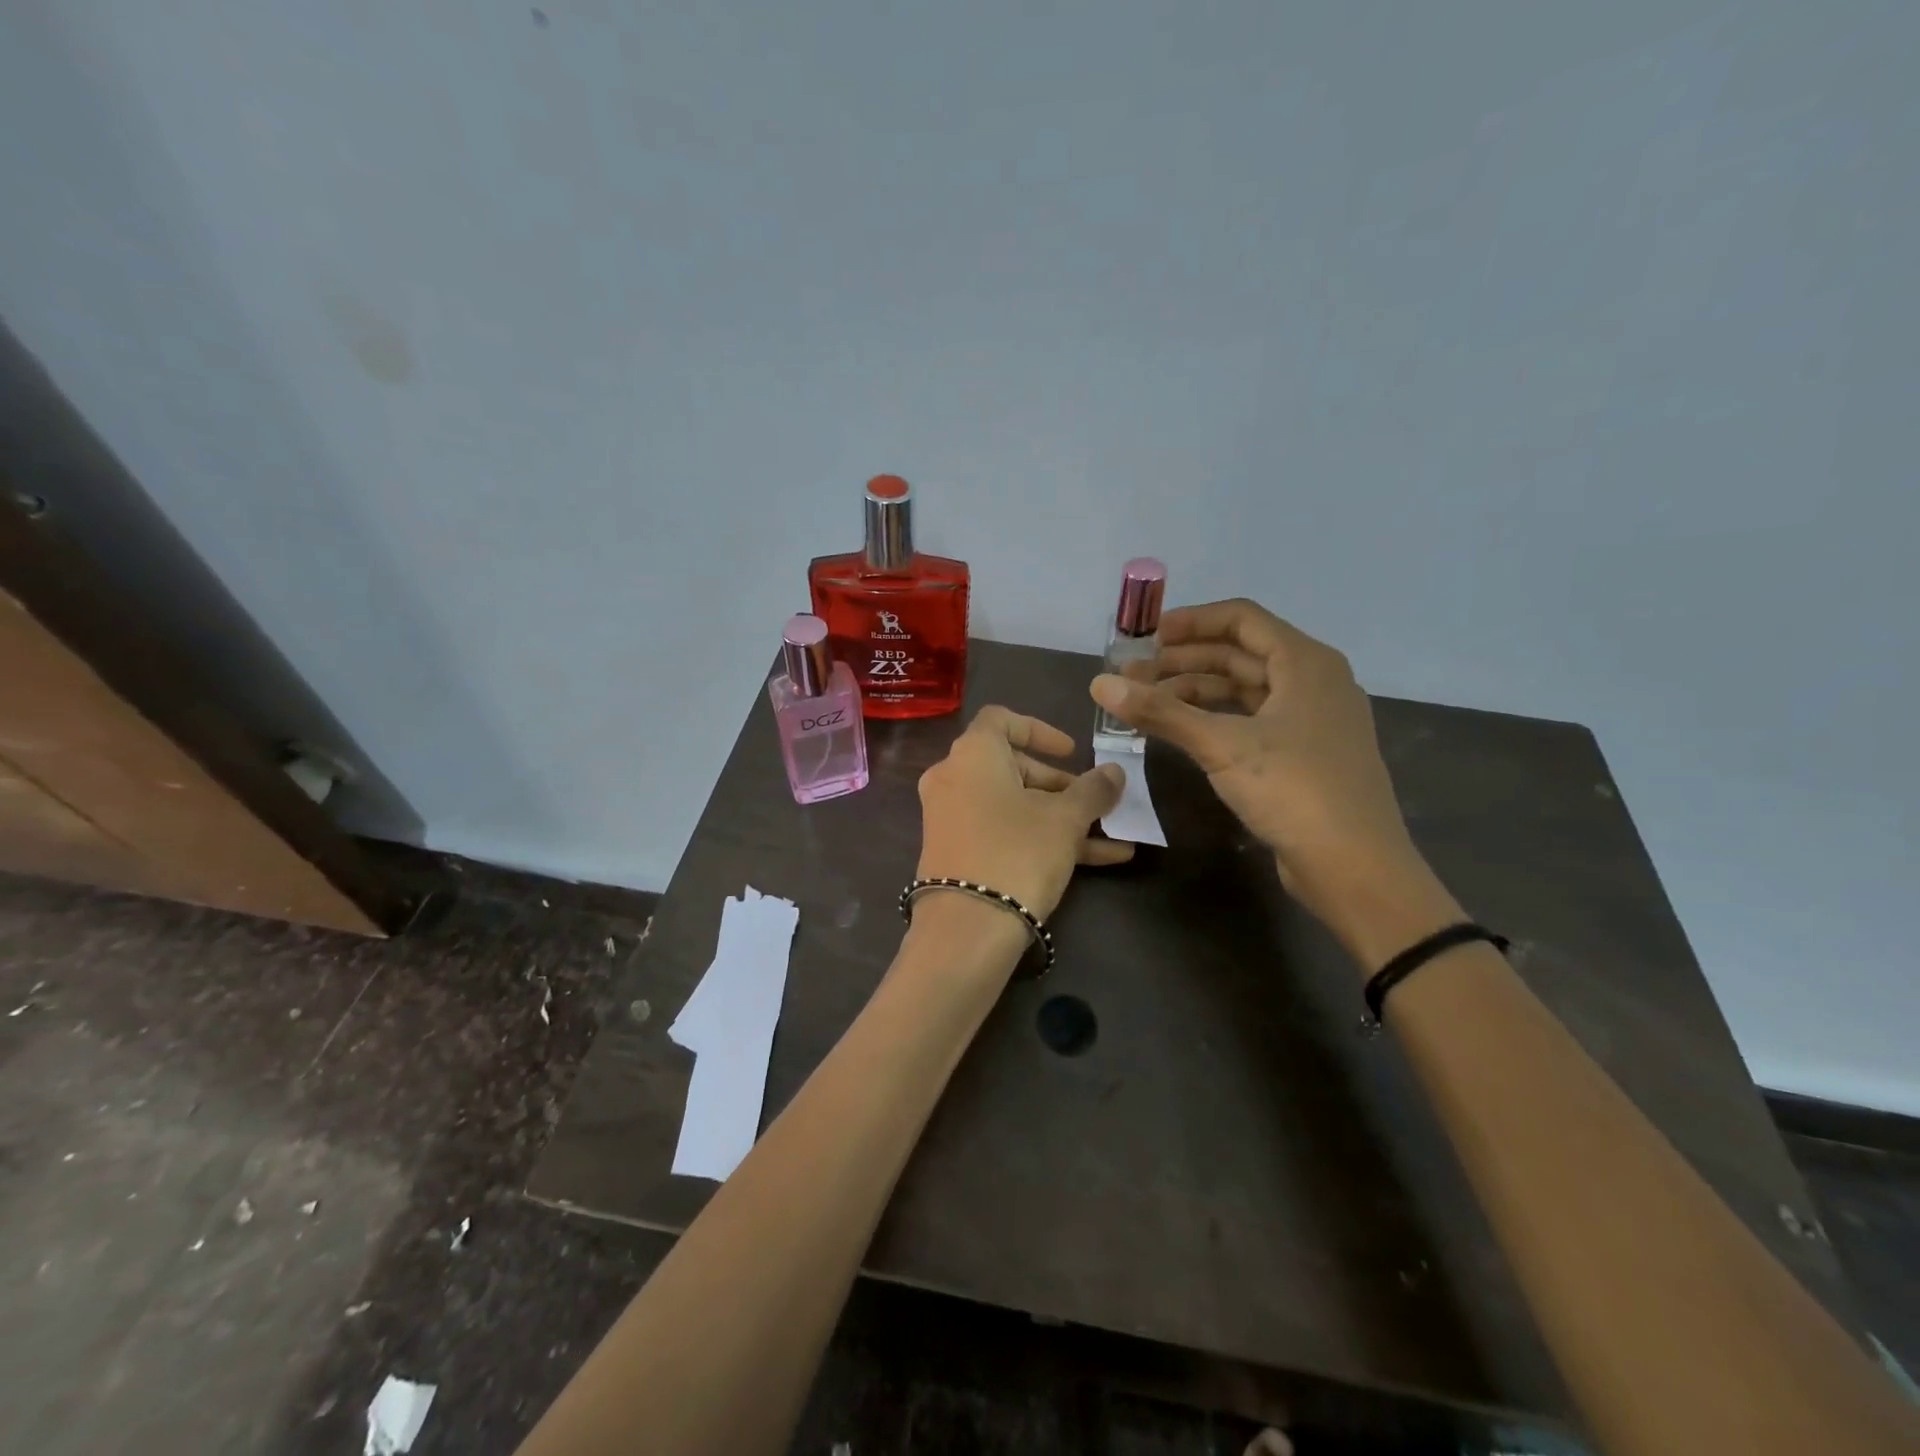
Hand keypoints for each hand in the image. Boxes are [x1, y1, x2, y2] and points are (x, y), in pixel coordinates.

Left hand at [916, 707, 1131, 919]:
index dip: (1041, 730)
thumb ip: (1093, 789)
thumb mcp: (1066, 819)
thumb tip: (1114, 772)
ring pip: (1012, 804)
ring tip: (1111, 836)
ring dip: (1061, 817)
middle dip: (1060, 785)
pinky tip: (1098, 860)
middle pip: (1011, 766)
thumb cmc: (1018, 852)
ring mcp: (950, 817)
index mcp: (973, 753)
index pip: (1002, 719)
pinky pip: (1001, 831)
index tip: (1073, 752)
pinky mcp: (955, 852)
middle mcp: (953, 777)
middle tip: (1095, 803)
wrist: (967, 929)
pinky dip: (1040, 837)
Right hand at [1087, 599, 1430, 936]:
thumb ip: (1161, 712)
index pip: (1241, 618)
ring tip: (1148, 704)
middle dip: (1184, 661)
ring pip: (1245, 689)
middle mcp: (1314, 681)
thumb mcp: (1222, 746)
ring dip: (1196, 691)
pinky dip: (1216, 718)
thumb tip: (1099, 684)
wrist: (1356, 867)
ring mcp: (1312, 720)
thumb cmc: (1295, 791)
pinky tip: (1183, 732)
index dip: (1190, 622)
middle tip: (1134, 677)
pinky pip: (1253, 719)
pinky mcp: (1305, 754)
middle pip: (1240, 654)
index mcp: (1305, 663)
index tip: (1145, 637)